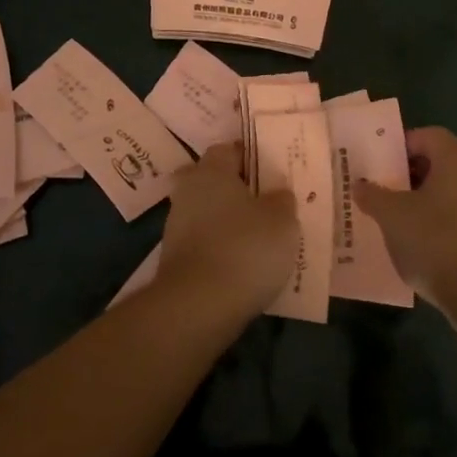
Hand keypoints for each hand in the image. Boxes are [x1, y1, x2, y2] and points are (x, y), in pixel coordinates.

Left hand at [157, 143, 298, 313]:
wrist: (197, 307)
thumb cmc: (245, 248)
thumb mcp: (281, 220)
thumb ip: (281, 200)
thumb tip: (277, 192)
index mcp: (211, 170)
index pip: (229, 150)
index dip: (251, 157)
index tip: (272, 171)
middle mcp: (188, 191)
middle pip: (215, 181)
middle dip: (238, 190)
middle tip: (268, 203)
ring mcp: (177, 226)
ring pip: (208, 212)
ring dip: (229, 221)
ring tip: (261, 237)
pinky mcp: (175, 259)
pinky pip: (204, 242)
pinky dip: (221, 247)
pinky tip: (243, 263)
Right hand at [354, 127, 456, 311]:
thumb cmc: (436, 240)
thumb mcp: (392, 216)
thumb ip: (373, 196)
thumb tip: (360, 184)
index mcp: (456, 162)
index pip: (433, 136)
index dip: (408, 143)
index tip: (385, 161)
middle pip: (449, 163)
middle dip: (422, 172)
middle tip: (396, 187)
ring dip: (433, 201)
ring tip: (403, 220)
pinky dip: (444, 225)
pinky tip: (423, 246)